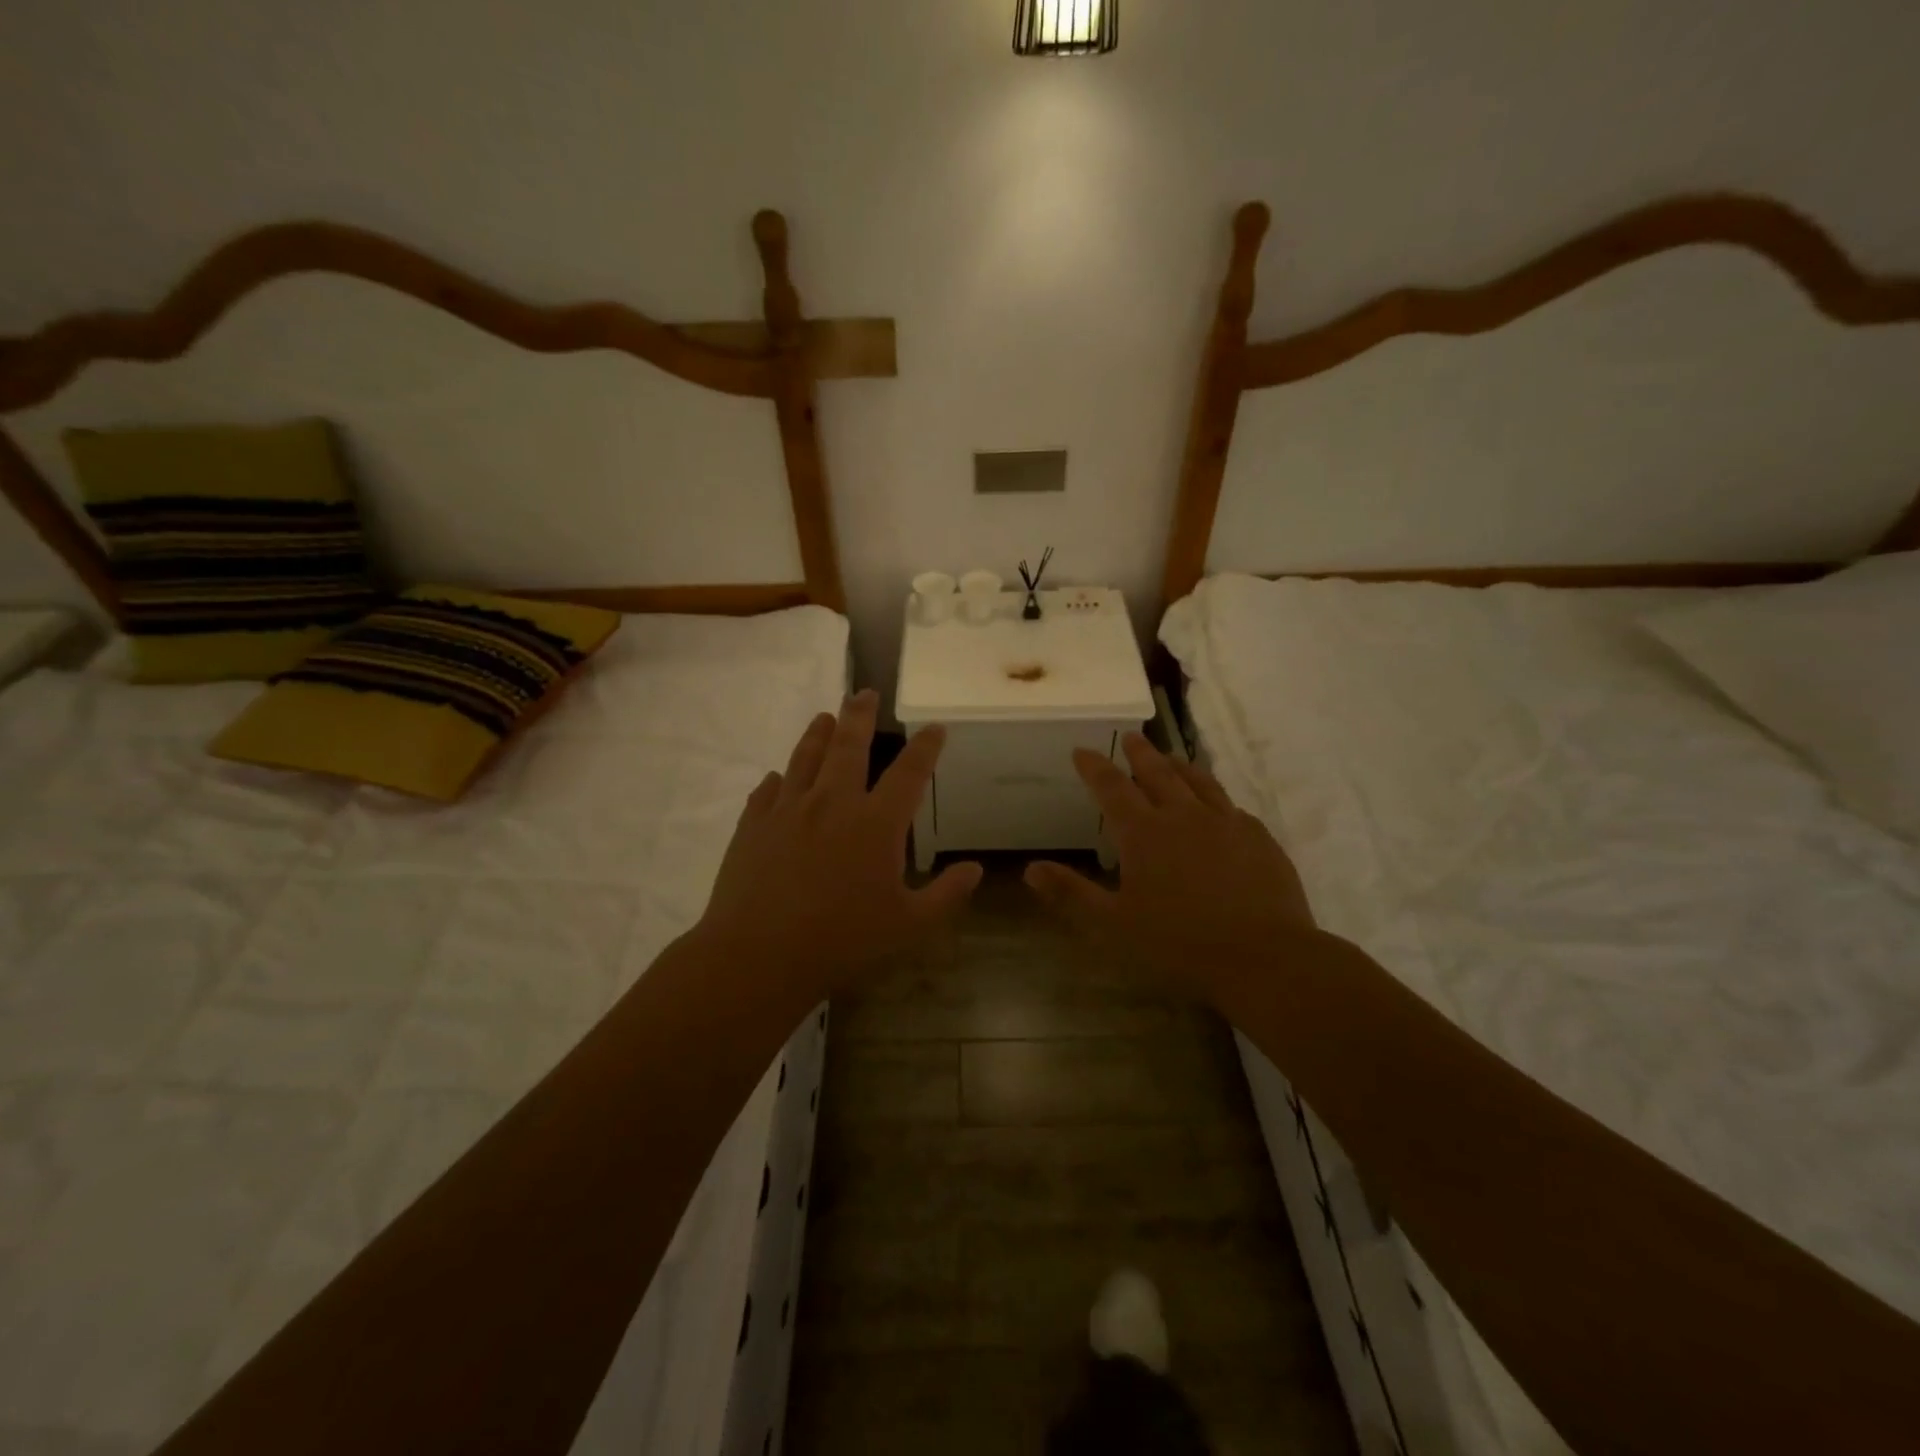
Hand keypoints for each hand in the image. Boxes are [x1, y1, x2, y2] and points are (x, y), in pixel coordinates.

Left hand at [696, 690, 981, 1000]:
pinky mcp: (754, 824)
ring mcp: (789, 809)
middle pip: (849, 745)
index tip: (935, 727)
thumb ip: (945, 895)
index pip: (909, 772)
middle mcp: (833, 803)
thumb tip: (975, 869)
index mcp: (876, 823)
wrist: (759, 954)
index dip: (926, 747)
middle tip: (864, 692)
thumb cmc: (842, 940)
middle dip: (860, 715)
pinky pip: (767, 791)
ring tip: (825, 716)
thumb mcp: (908, 925)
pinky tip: (778, 777)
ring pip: (806, 757)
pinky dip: (778, 780)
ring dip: (818, 733)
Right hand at [1025, 733, 1316, 1001]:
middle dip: (1140, 754)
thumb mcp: (1113, 925)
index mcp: (1145, 833)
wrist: (1265, 958)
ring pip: (1199, 782)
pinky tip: (1219, 806)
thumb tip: (1030, 869)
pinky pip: (1232, 807)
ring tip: (1171, 757)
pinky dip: (1216, 797)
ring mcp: (1227, 824)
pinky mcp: (1260, 839)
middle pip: (1158, 773)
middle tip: (1131, 737)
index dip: (1095, 767)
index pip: (1113, 788)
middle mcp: (1184, 816)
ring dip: (1180, 765)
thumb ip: (1071, 894)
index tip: (1082, 750)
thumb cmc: (1179, 944)